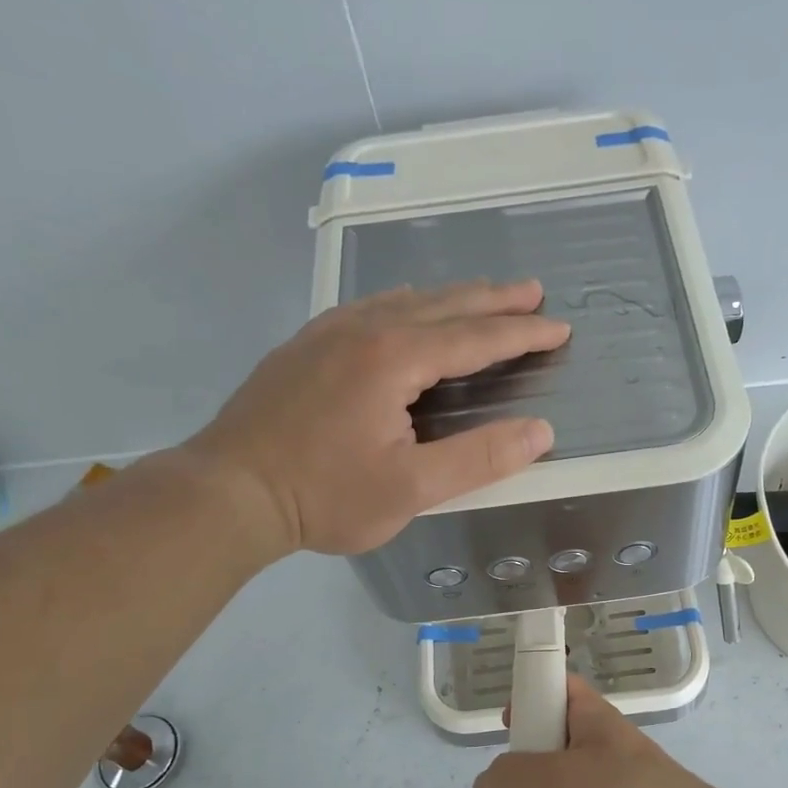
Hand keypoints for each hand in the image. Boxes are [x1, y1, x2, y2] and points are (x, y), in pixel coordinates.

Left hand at [184, 281, 568, 555]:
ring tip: (481, 295)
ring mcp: (327, 333)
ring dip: (449, 297)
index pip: (473, 338)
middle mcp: (363, 330)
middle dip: (492, 299)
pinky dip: (404, 304)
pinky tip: (403, 309)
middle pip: (441, 305)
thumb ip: (479, 458)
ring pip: (402, 301)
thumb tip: (540, 432)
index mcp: (393, 358)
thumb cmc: (325, 496)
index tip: (558, 327)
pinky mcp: (304, 346)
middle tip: (532, 291)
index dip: (520, 333)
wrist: (229, 492)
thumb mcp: (412, 488)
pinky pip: (368, 308)